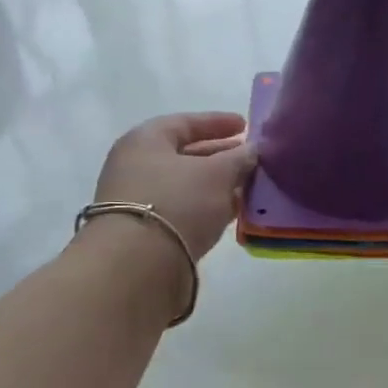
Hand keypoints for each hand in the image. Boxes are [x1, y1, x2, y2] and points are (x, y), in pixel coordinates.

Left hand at [92, 111, 256, 258]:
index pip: (186, 122)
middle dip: (220, 156)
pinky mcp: (145, 231)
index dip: (218, 122)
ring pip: (186, 185)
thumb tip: (251, 151)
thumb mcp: (217, 174)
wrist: (138, 265)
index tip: (246, 125)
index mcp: (146, 140)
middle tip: (251, 159)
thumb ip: (238, 159)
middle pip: (185, 154)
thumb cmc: (178, 202)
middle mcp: (136, 166)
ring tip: (249, 187)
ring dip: (217, 184)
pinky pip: (182, 209)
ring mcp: (138, 200)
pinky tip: (232, 212)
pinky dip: (207, 207)